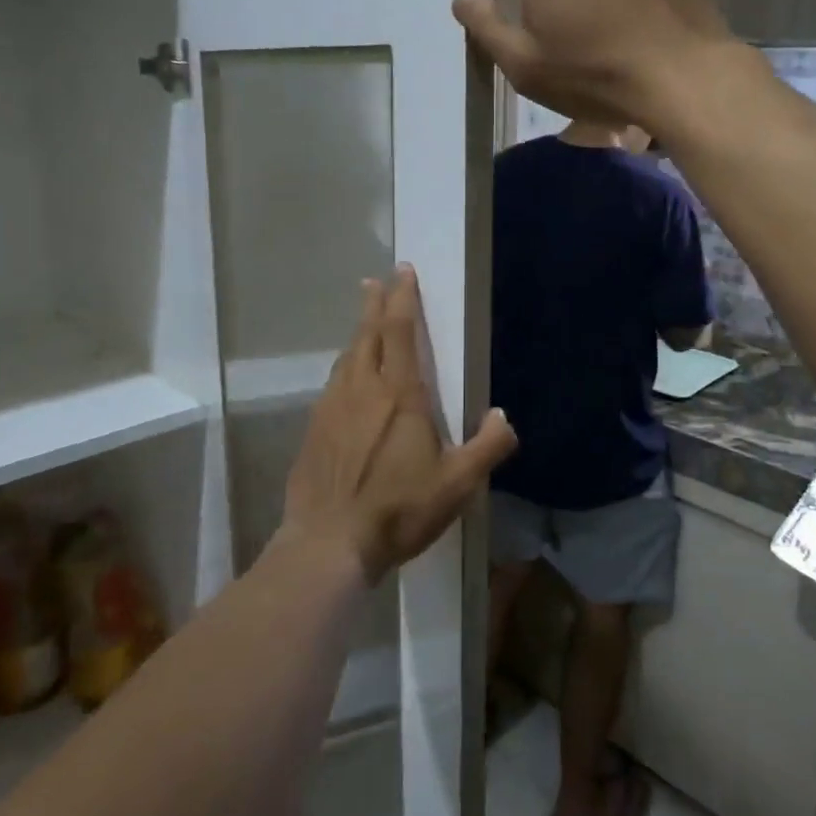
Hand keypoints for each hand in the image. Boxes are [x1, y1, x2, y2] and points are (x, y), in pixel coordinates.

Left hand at [282, 266, 517, 584]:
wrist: (328, 545)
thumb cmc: (398, 509)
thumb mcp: (458, 484)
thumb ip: (488, 447)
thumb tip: (503, 417)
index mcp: (399, 394)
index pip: (400, 331)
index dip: (402, 298)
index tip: (403, 271)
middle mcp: (361, 390)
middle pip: (367, 334)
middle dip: (374, 305)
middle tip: (374, 282)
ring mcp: (331, 409)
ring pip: (346, 358)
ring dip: (357, 335)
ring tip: (363, 325)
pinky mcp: (313, 432)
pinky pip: (331, 386)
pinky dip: (343, 369)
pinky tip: (346, 382)